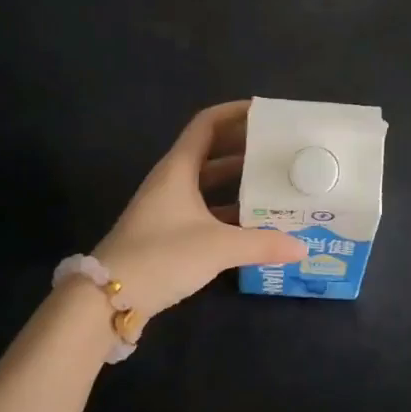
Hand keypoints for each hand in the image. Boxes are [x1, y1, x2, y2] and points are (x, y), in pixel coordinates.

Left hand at [93, 101, 306, 326]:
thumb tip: (302, 246)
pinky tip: (254, 223)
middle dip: (244, 148)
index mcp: (178, 169)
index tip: (266, 114)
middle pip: (211, 152)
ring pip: (208, 184)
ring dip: (238, 181)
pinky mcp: (168, 234)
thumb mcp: (218, 247)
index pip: (206, 124)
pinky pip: (205, 211)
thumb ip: (262, 244)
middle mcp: (172, 182)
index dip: (234, 113)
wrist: (108, 298)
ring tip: (274, 182)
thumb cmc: (162, 256)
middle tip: (279, 150)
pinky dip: (228, 211)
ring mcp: (168, 208)